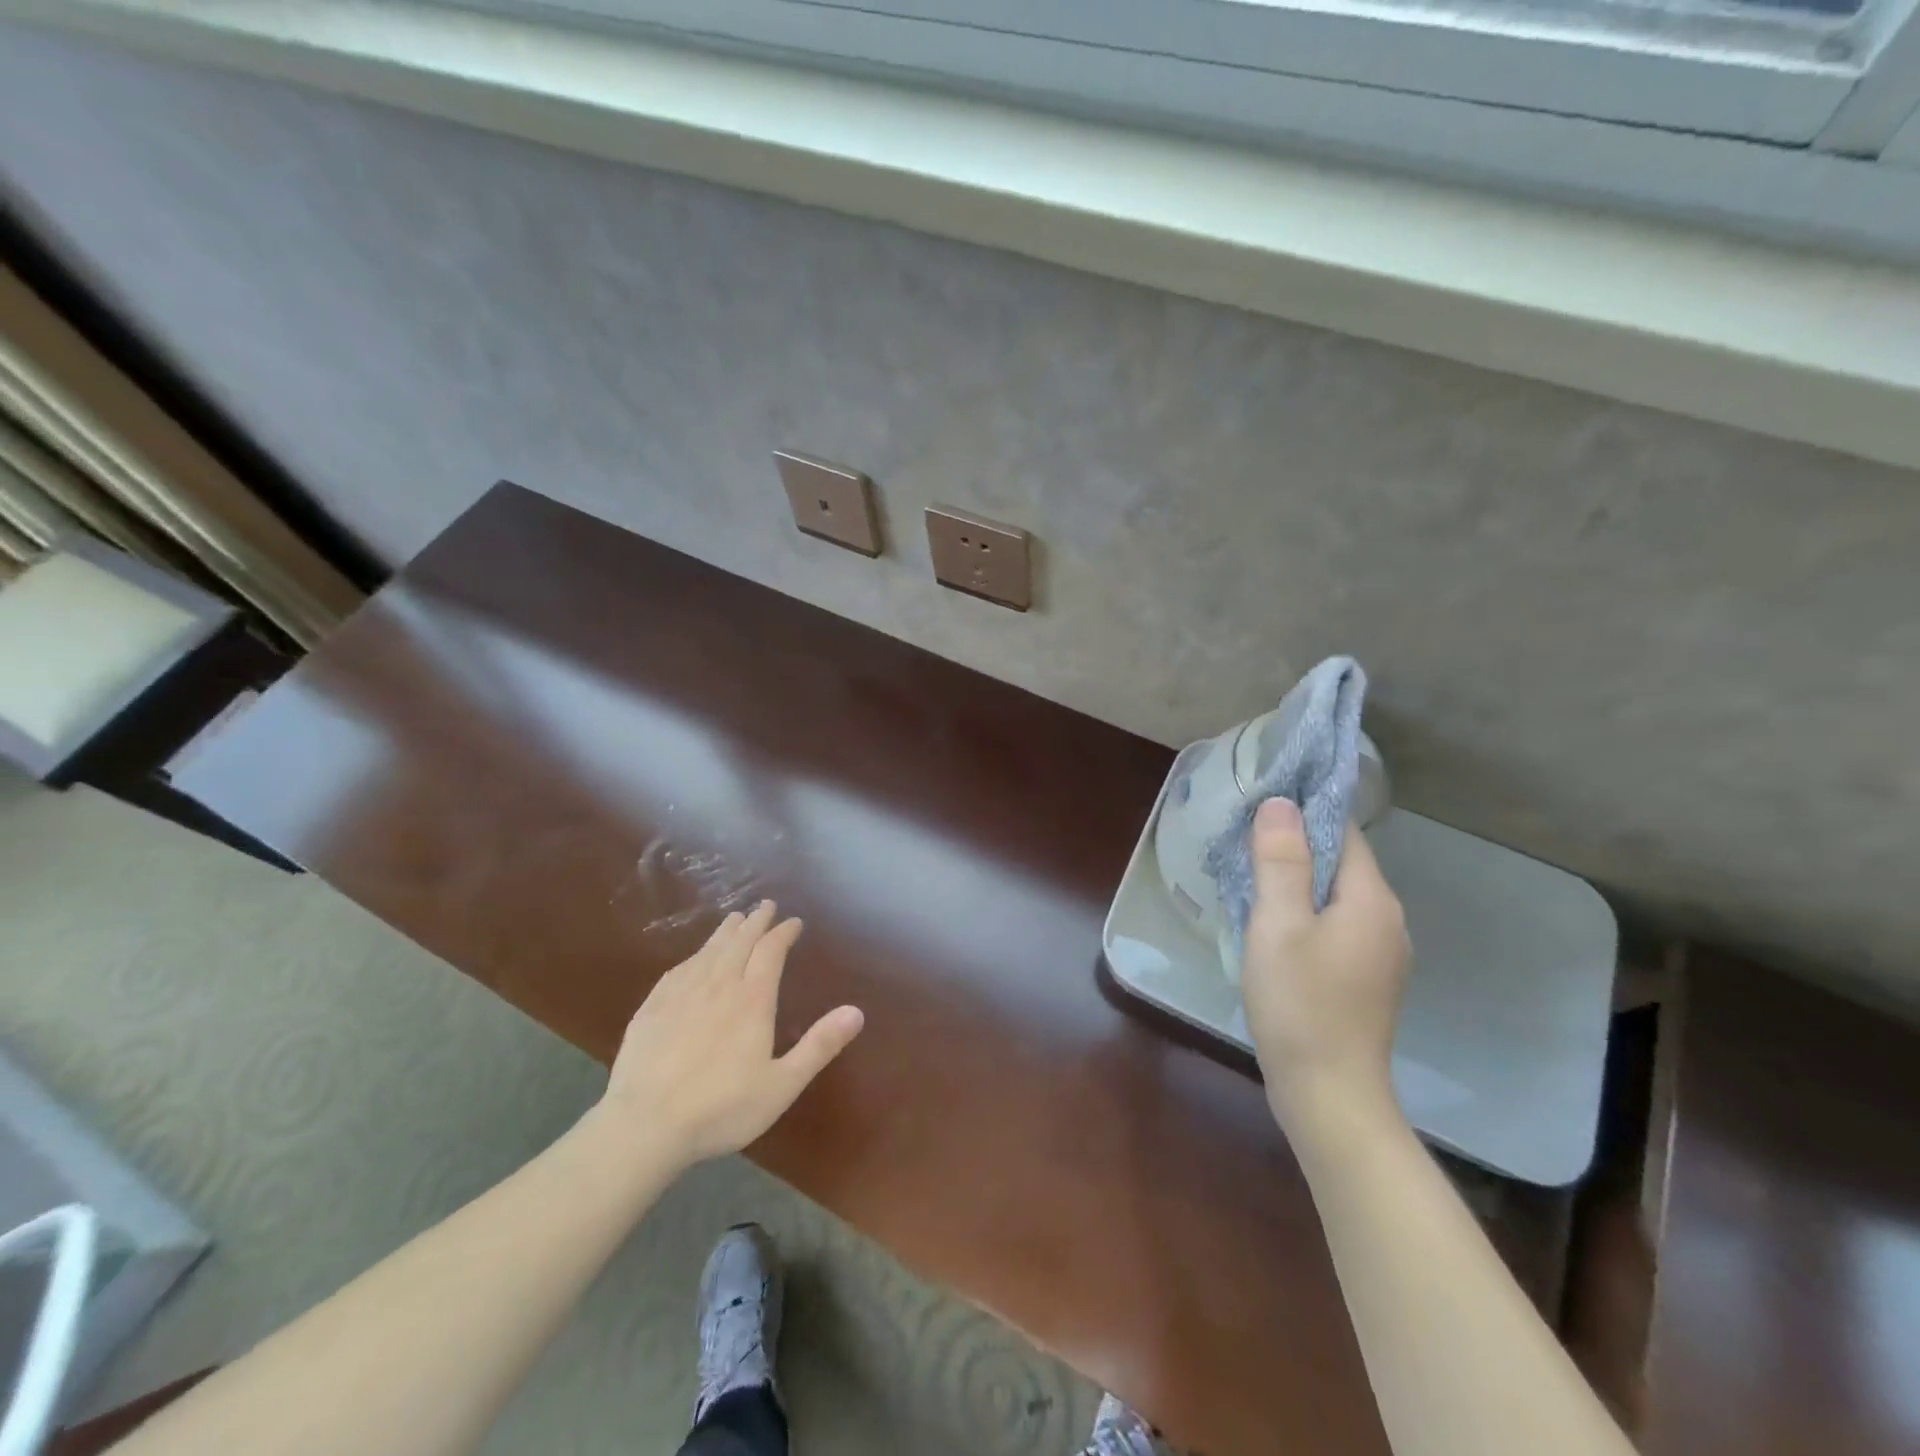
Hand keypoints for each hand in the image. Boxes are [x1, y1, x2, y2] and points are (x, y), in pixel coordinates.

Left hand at [598, 901, 863, 1169]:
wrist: (645, 1126)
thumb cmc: (721, 1108)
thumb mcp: (782, 1084)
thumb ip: (820, 1046)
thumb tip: (857, 1011)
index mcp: (752, 1000)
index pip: (771, 951)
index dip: (783, 932)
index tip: (794, 921)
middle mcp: (718, 985)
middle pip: (739, 942)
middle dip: (755, 921)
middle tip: (765, 905)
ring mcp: (681, 994)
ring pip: (708, 951)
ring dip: (725, 932)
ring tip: (734, 918)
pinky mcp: (652, 1008)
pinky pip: (678, 970)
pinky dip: (694, 956)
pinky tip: (693, 958)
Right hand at [1240, 798, 1410, 1141]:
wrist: (1329, 1095)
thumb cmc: (1300, 1002)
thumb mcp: (1278, 924)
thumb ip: (1281, 861)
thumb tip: (1281, 803)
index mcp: (1371, 900)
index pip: (1343, 833)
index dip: (1304, 813)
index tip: (1262, 803)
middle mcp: (1386, 920)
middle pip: (1341, 864)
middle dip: (1296, 848)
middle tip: (1244, 840)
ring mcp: (1380, 954)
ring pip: (1336, 898)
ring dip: (1298, 883)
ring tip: (1250, 878)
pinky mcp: (1365, 980)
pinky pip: (1335, 927)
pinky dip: (1305, 915)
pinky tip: (1272, 928)